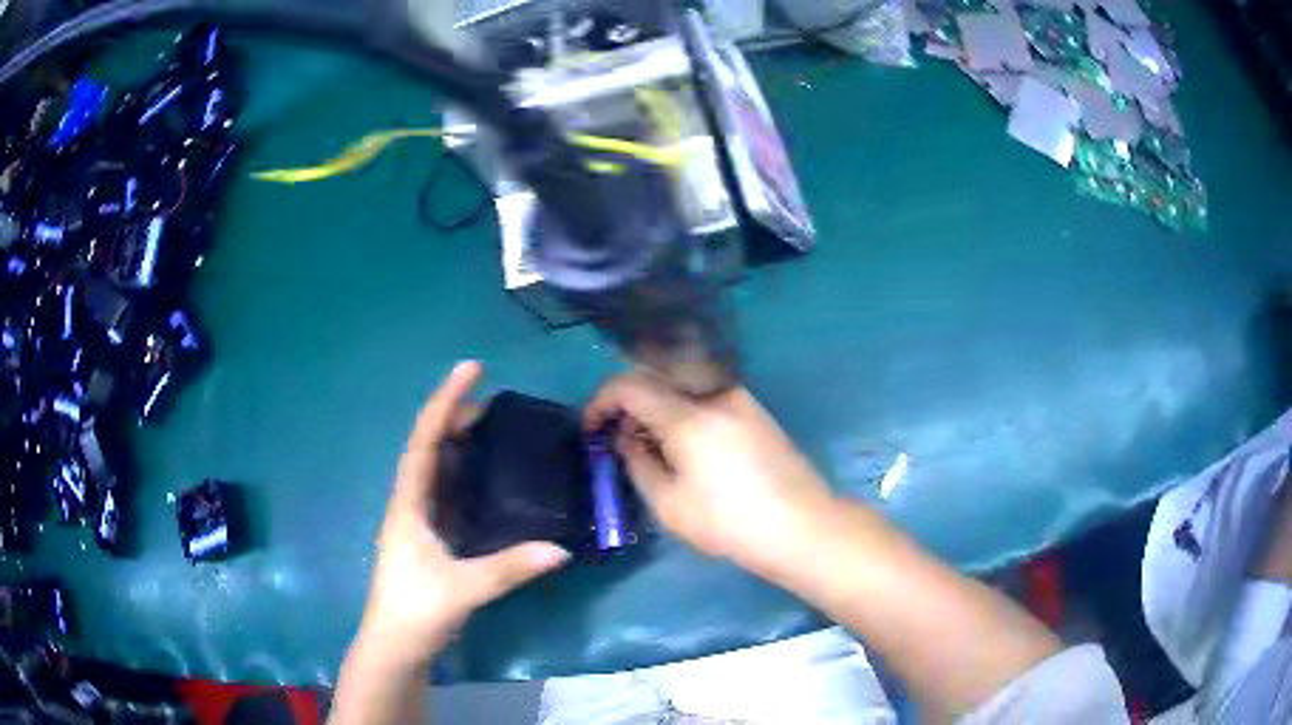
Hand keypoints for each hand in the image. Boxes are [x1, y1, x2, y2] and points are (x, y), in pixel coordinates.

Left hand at [356, 361, 569, 669]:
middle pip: (431, 447)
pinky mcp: (430, 540)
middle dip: (456, 418)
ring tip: (495, 429)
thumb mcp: (462, 588)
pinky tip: (490, 479)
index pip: (425, 440)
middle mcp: (411, 503)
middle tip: (496, 402)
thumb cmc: (416, 610)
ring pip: (439, 470)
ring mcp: (419, 522)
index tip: (470, 368)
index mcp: (408, 503)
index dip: (446, 402)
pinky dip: (467, 476)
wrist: (395, 645)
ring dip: (461, 445)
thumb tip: (561, 549)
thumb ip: (509, 568)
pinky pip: (449, 494)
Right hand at [585, 371, 836, 576]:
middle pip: (656, 378)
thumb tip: (624, 436)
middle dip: (627, 402)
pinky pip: (705, 396)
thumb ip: (638, 462)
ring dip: (656, 406)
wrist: (802, 527)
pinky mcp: (755, 410)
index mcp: (689, 415)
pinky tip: (682, 445)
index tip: (590, 430)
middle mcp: (714, 393)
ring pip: (681, 385)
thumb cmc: (730, 523)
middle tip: (616, 438)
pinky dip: (682, 410)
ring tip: (648, 446)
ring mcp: (739, 398)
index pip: (630, 385)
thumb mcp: (669, 504)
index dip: (601, 403)